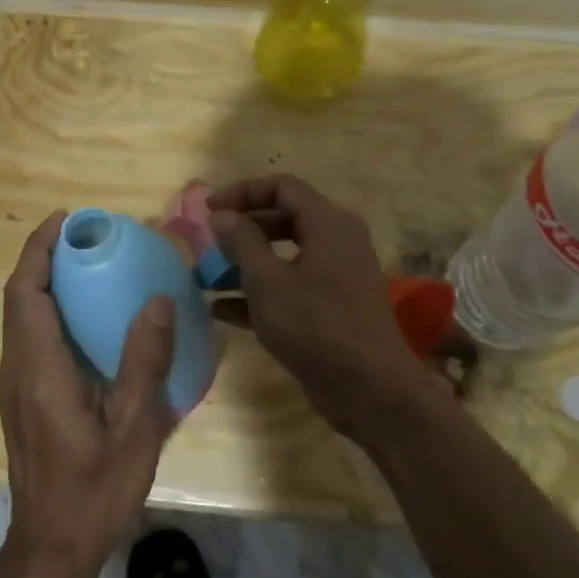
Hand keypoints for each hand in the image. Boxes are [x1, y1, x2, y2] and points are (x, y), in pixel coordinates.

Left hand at [0, 211, 178, 573]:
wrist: (53, 546)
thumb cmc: (95, 488)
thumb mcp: (134, 426)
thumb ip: (144, 360)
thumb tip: (158, 299)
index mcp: (39, 369)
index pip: (26, 292)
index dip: (40, 249)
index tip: (67, 219)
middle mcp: (17, 369)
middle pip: (19, 297)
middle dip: (44, 257)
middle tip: (88, 236)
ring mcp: (16, 386)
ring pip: (21, 317)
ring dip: (46, 282)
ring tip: (90, 265)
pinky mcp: (23, 399)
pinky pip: (30, 337)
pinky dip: (50, 309)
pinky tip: (89, 318)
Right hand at [207, 176, 431, 441]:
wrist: (371, 390)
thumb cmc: (316, 326)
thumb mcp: (268, 282)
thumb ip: (242, 243)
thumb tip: (222, 214)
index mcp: (329, 223)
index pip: (282, 187)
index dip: (243, 192)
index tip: (209, 209)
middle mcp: (337, 241)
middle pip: (283, 218)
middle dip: (243, 229)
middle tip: (208, 242)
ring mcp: (336, 276)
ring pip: (285, 256)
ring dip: (246, 263)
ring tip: (207, 277)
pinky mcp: (331, 308)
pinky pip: (291, 287)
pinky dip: (260, 292)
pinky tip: (221, 310)